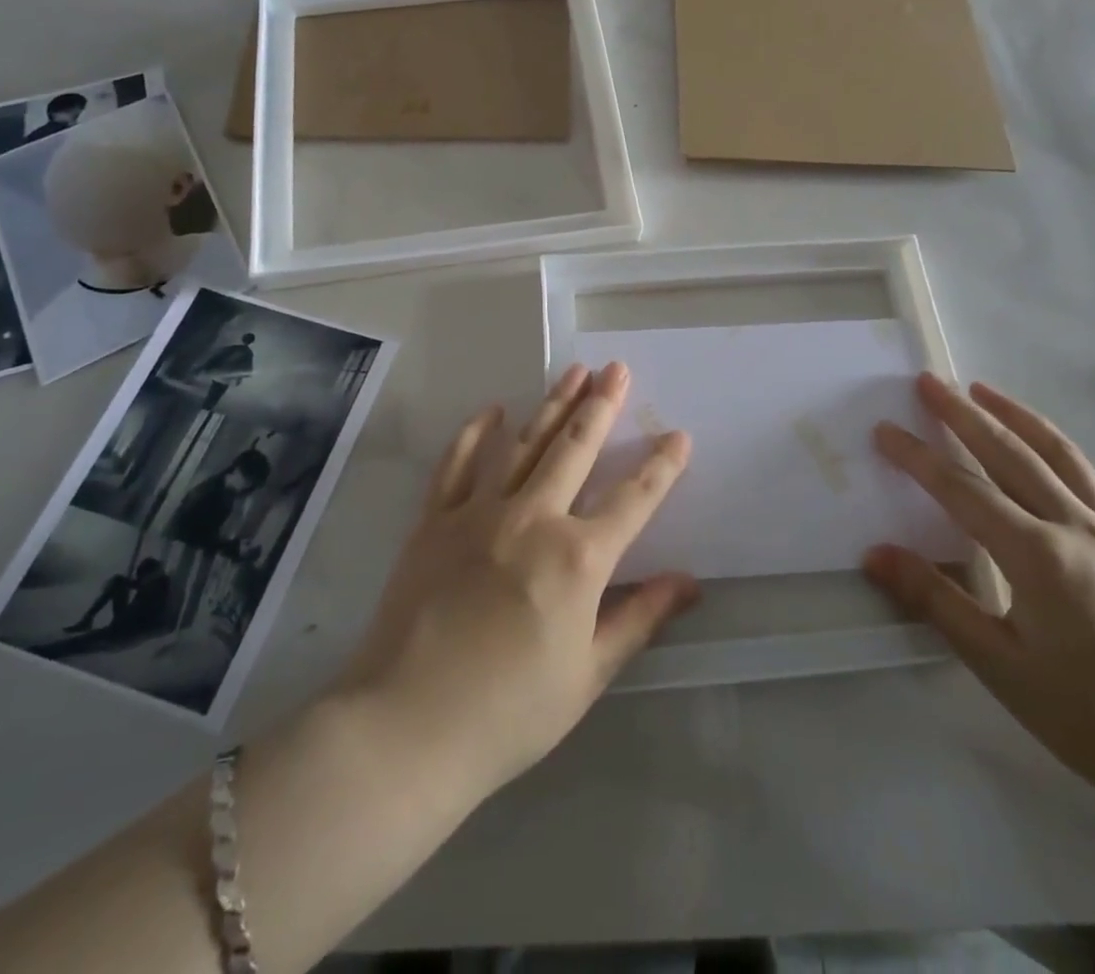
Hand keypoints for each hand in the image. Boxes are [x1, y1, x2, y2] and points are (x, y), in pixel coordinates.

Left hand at [336, 362, 698, 795]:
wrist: (406, 727)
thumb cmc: (509, 712)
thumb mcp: (588, 673)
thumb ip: (639, 618)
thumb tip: (688, 583)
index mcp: (578, 558)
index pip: (634, 499)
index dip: (661, 467)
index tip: (678, 436)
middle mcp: (534, 518)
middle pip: (576, 448)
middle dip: (602, 405)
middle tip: (618, 369)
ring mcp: (480, 512)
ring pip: (524, 443)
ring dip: (552, 403)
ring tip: (575, 371)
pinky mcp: (435, 519)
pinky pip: (457, 463)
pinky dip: (476, 433)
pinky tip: (492, 410)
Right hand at [866, 375, 1094, 822]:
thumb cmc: (1091, 718)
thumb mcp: (999, 664)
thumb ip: (935, 600)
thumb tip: (875, 554)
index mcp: (1038, 555)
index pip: (962, 490)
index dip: (918, 457)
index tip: (884, 429)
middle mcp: (1075, 528)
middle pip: (1010, 454)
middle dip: (963, 414)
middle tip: (929, 381)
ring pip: (1057, 456)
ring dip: (1015, 417)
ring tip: (983, 390)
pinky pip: (1092, 481)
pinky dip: (1061, 450)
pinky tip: (1049, 447)